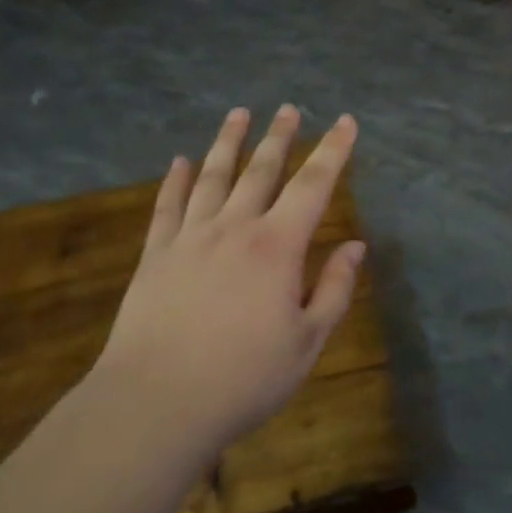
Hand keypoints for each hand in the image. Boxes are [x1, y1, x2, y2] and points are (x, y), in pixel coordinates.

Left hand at [93, 105, 364, 458]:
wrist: (157, 403)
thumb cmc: (243, 378)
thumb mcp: (307, 342)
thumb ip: (334, 289)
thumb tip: (356, 246)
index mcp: (277, 247)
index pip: (313, 186)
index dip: (333, 151)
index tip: (345, 121)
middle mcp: (235, 228)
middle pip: (260, 170)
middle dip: (279, 136)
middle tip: (289, 108)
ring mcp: (190, 237)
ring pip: (214, 176)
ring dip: (228, 142)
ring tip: (238, 114)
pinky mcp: (155, 255)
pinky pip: (167, 206)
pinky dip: (175, 180)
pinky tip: (180, 160)